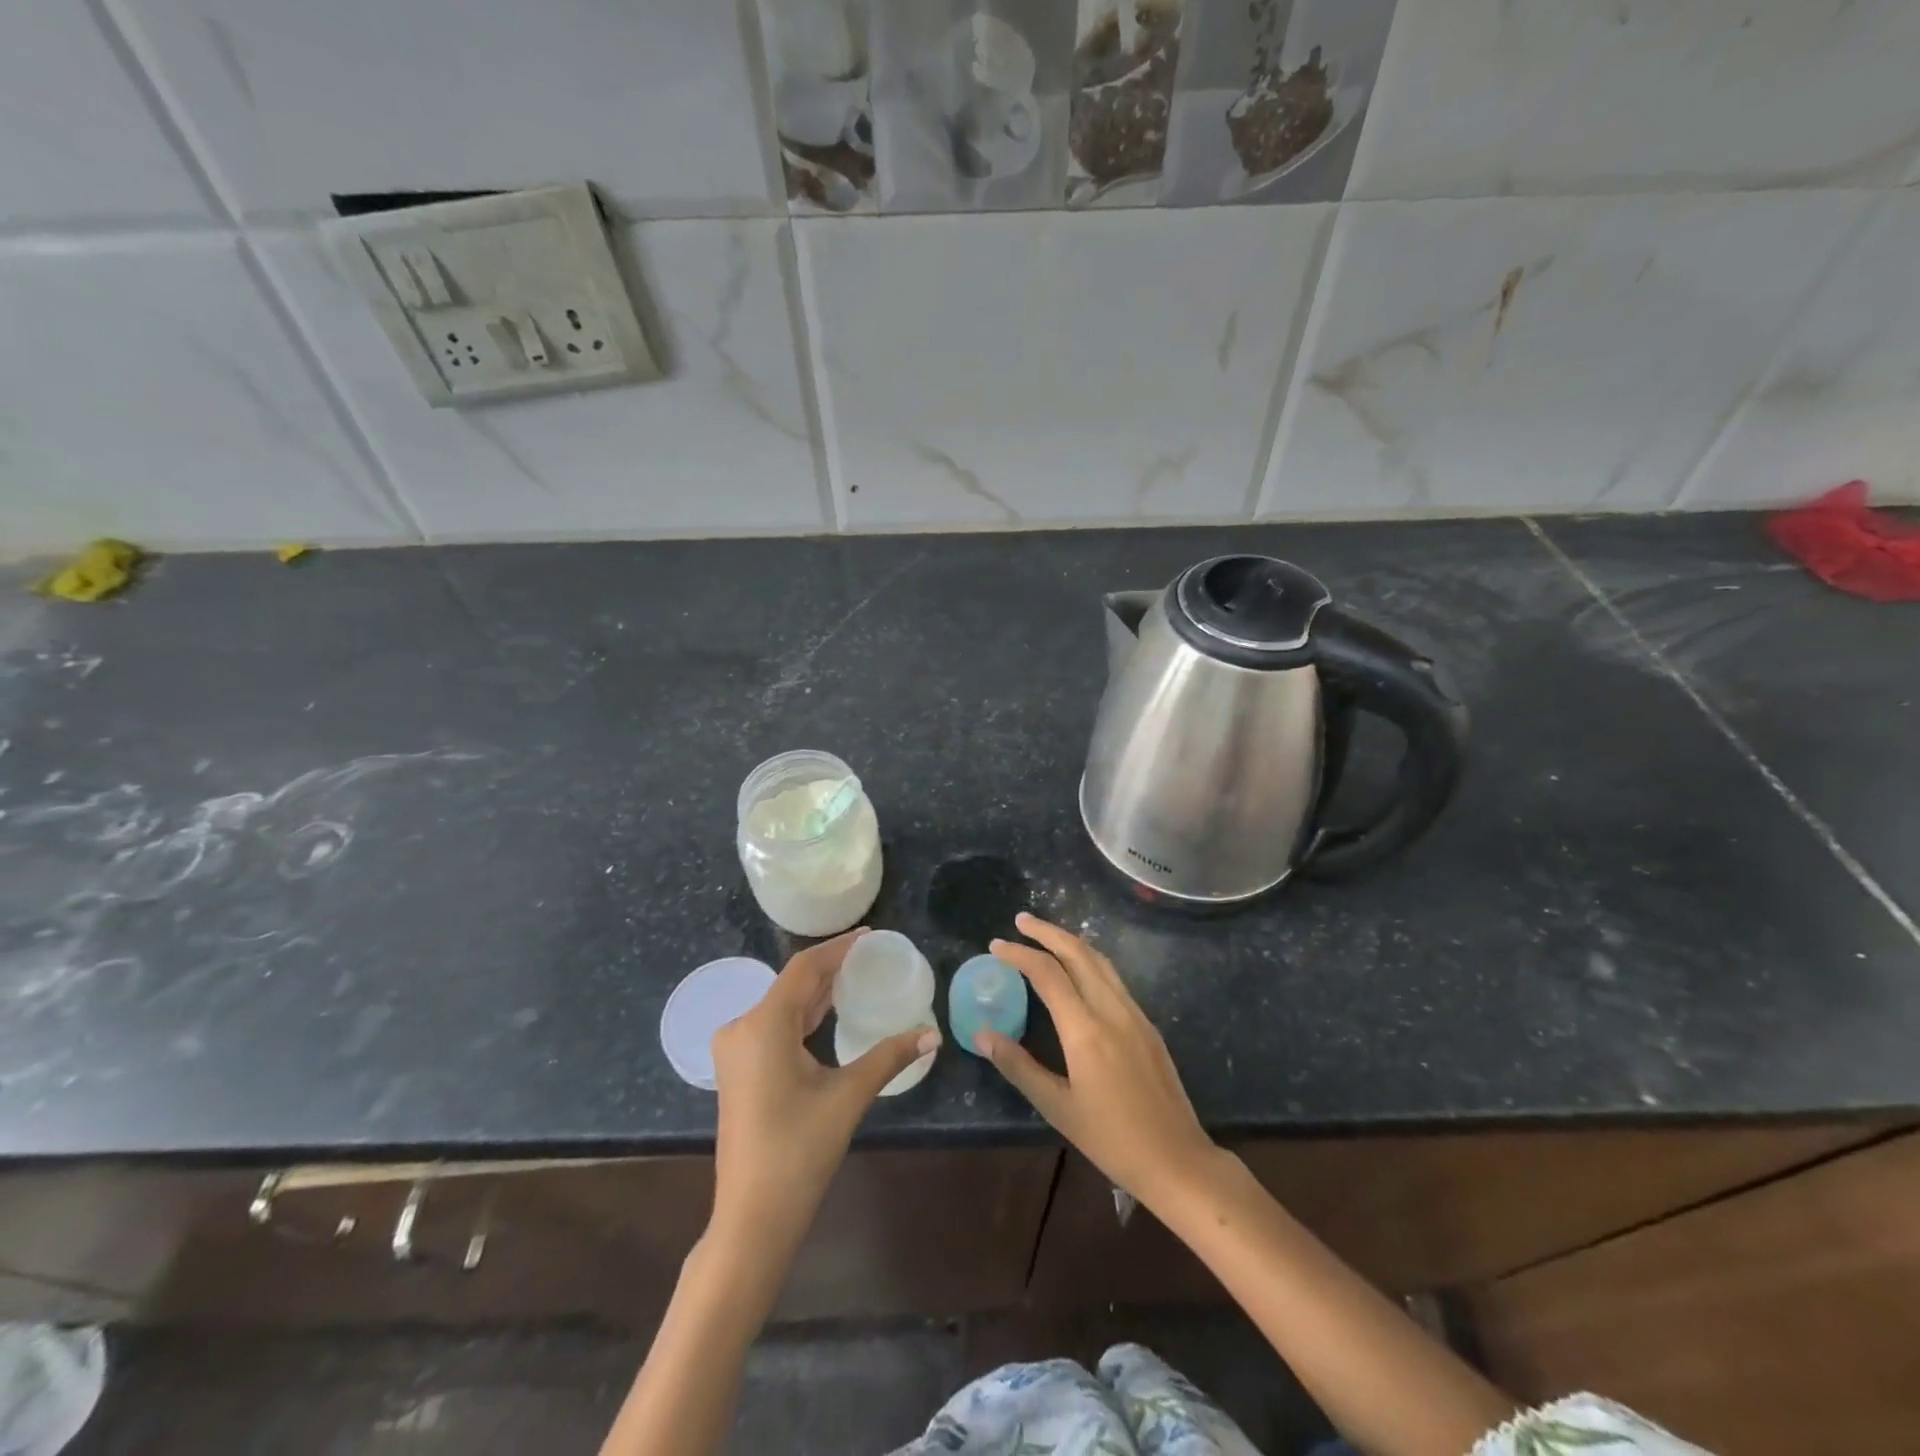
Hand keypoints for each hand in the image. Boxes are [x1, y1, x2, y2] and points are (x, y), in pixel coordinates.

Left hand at [709, 929, 939, 1252]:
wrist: (752, 1218)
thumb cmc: (799, 1152)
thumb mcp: (848, 1096)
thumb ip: (889, 1057)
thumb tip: (932, 1035)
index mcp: (763, 1025)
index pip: (804, 968)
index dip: (838, 948)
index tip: (870, 935)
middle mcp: (742, 1028)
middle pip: (792, 985)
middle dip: (831, 969)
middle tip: (871, 957)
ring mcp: (736, 1051)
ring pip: (782, 1006)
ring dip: (818, 992)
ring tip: (857, 977)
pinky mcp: (739, 1070)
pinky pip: (774, 1027)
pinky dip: (803, 1016)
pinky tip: (830, 1014)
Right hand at [979, 913, 1218, 1209]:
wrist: (1177, 1159)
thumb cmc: (1112, 1139)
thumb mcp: (1057, 1107)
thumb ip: (1019, 1066)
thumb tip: (982, 1035)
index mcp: (1085, 1029)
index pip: (1047, 974)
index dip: (1019, 954)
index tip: (996, 945)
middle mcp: (1112, 1009)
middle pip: (1078, 953)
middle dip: (1047, 932)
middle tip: (1021, 920)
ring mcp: (1134, 1013)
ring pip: (1100, 961)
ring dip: (1070, 941)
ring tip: (1046, 935)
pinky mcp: (1147, 1024)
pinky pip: (1114, 978)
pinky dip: (1089, 960)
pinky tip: (1079, 969)